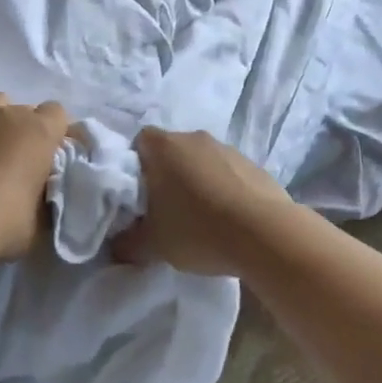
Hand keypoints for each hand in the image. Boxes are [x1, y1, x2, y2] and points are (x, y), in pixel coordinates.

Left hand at [0, 89, 70, 264]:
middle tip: (16, 162)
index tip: (49, 157)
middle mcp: (9, 112)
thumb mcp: (42, 219)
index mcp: (40, 132)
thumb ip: (48, 194)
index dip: (55, 134)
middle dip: (24, 130)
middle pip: (24, 109)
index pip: (58, 114)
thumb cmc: (2, 225)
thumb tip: (45, 189)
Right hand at [113, 128, 289, 275]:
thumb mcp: (152, 245)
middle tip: (164, 210)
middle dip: (166, 176)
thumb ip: (127, 243)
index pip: (139, 142)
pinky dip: (223, 190)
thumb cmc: (198, 230)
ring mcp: (227, 148)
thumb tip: (117, 244)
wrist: (264, 233)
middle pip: (171, 150)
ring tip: (199, 219)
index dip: (135, 166)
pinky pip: (227, 173)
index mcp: (164, 146)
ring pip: (201, 161)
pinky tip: (227, 220)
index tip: (137, 195)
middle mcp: (194, 137)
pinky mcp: (253, 164)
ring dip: (197, 182)